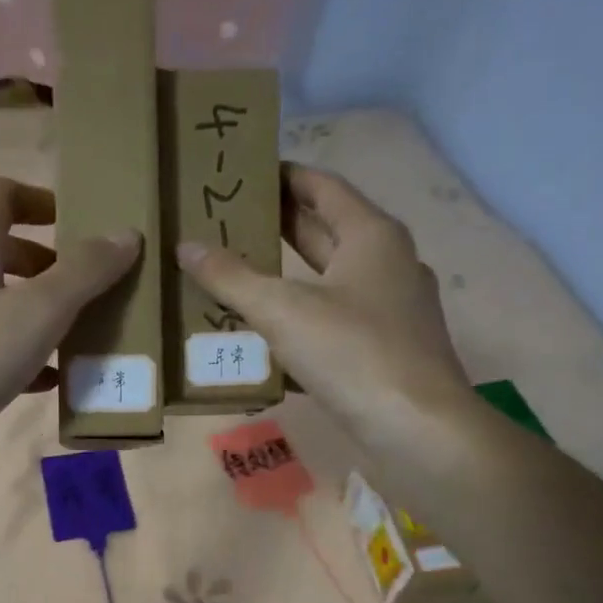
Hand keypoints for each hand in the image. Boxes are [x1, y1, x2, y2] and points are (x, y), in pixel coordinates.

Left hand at [0, 176, 140, 482]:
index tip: (81, 226)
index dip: (43, 200)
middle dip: (49, 263)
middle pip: (0, 247)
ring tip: (78, 335)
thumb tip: (126, 234)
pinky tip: (47, 380)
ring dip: (36, 309)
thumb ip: (85, 272)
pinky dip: (17, 349)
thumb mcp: (37, 312)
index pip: (2, 193)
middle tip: (90, 287)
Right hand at [177, 164, 469, 453]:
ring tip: (234, 275)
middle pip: (324, 232)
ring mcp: (390, 310)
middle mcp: (387, 264)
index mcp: (371, 235)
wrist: (416, 429)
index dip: (282, 176)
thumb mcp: (283, 310)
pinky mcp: (384, 351)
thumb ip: (232, 277)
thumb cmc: (352, 352)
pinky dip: (301, 322)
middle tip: (225, 222)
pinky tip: (264, 337)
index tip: (243, 173)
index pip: (322, 187)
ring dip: (285, 278)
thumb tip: (186, 246)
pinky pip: (333, 323)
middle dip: (277, 225)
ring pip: (328, 282)